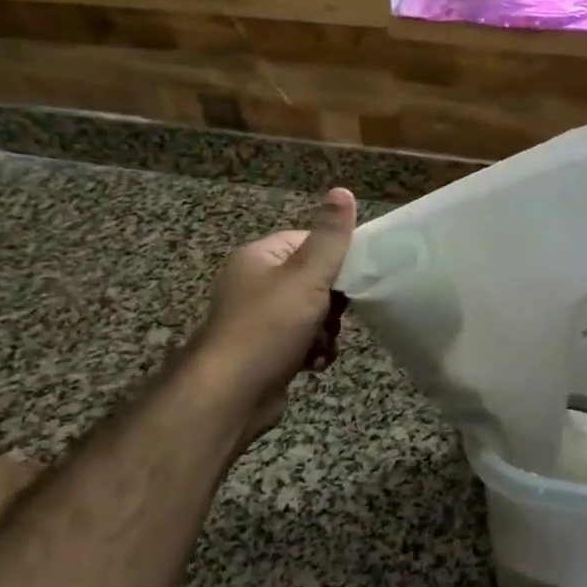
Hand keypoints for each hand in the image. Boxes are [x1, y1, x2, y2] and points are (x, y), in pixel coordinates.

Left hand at [190, 188, 357, 426]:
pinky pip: (300, 342)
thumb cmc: (269, 327)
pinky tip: (314, 364)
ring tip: (321, 345)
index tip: (355, 278)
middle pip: (313, 281)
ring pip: (311, 315)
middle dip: (332, 303)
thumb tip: (343, 190)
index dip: (335, 259)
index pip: (308, 242)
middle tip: (334, 317)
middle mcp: (254, 284)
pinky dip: (312, 352)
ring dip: (325, 332)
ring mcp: (258, 320)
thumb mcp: (306, 275)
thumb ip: (330, 236)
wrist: (231, 395)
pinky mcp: (264, 352)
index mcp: (259, 257)